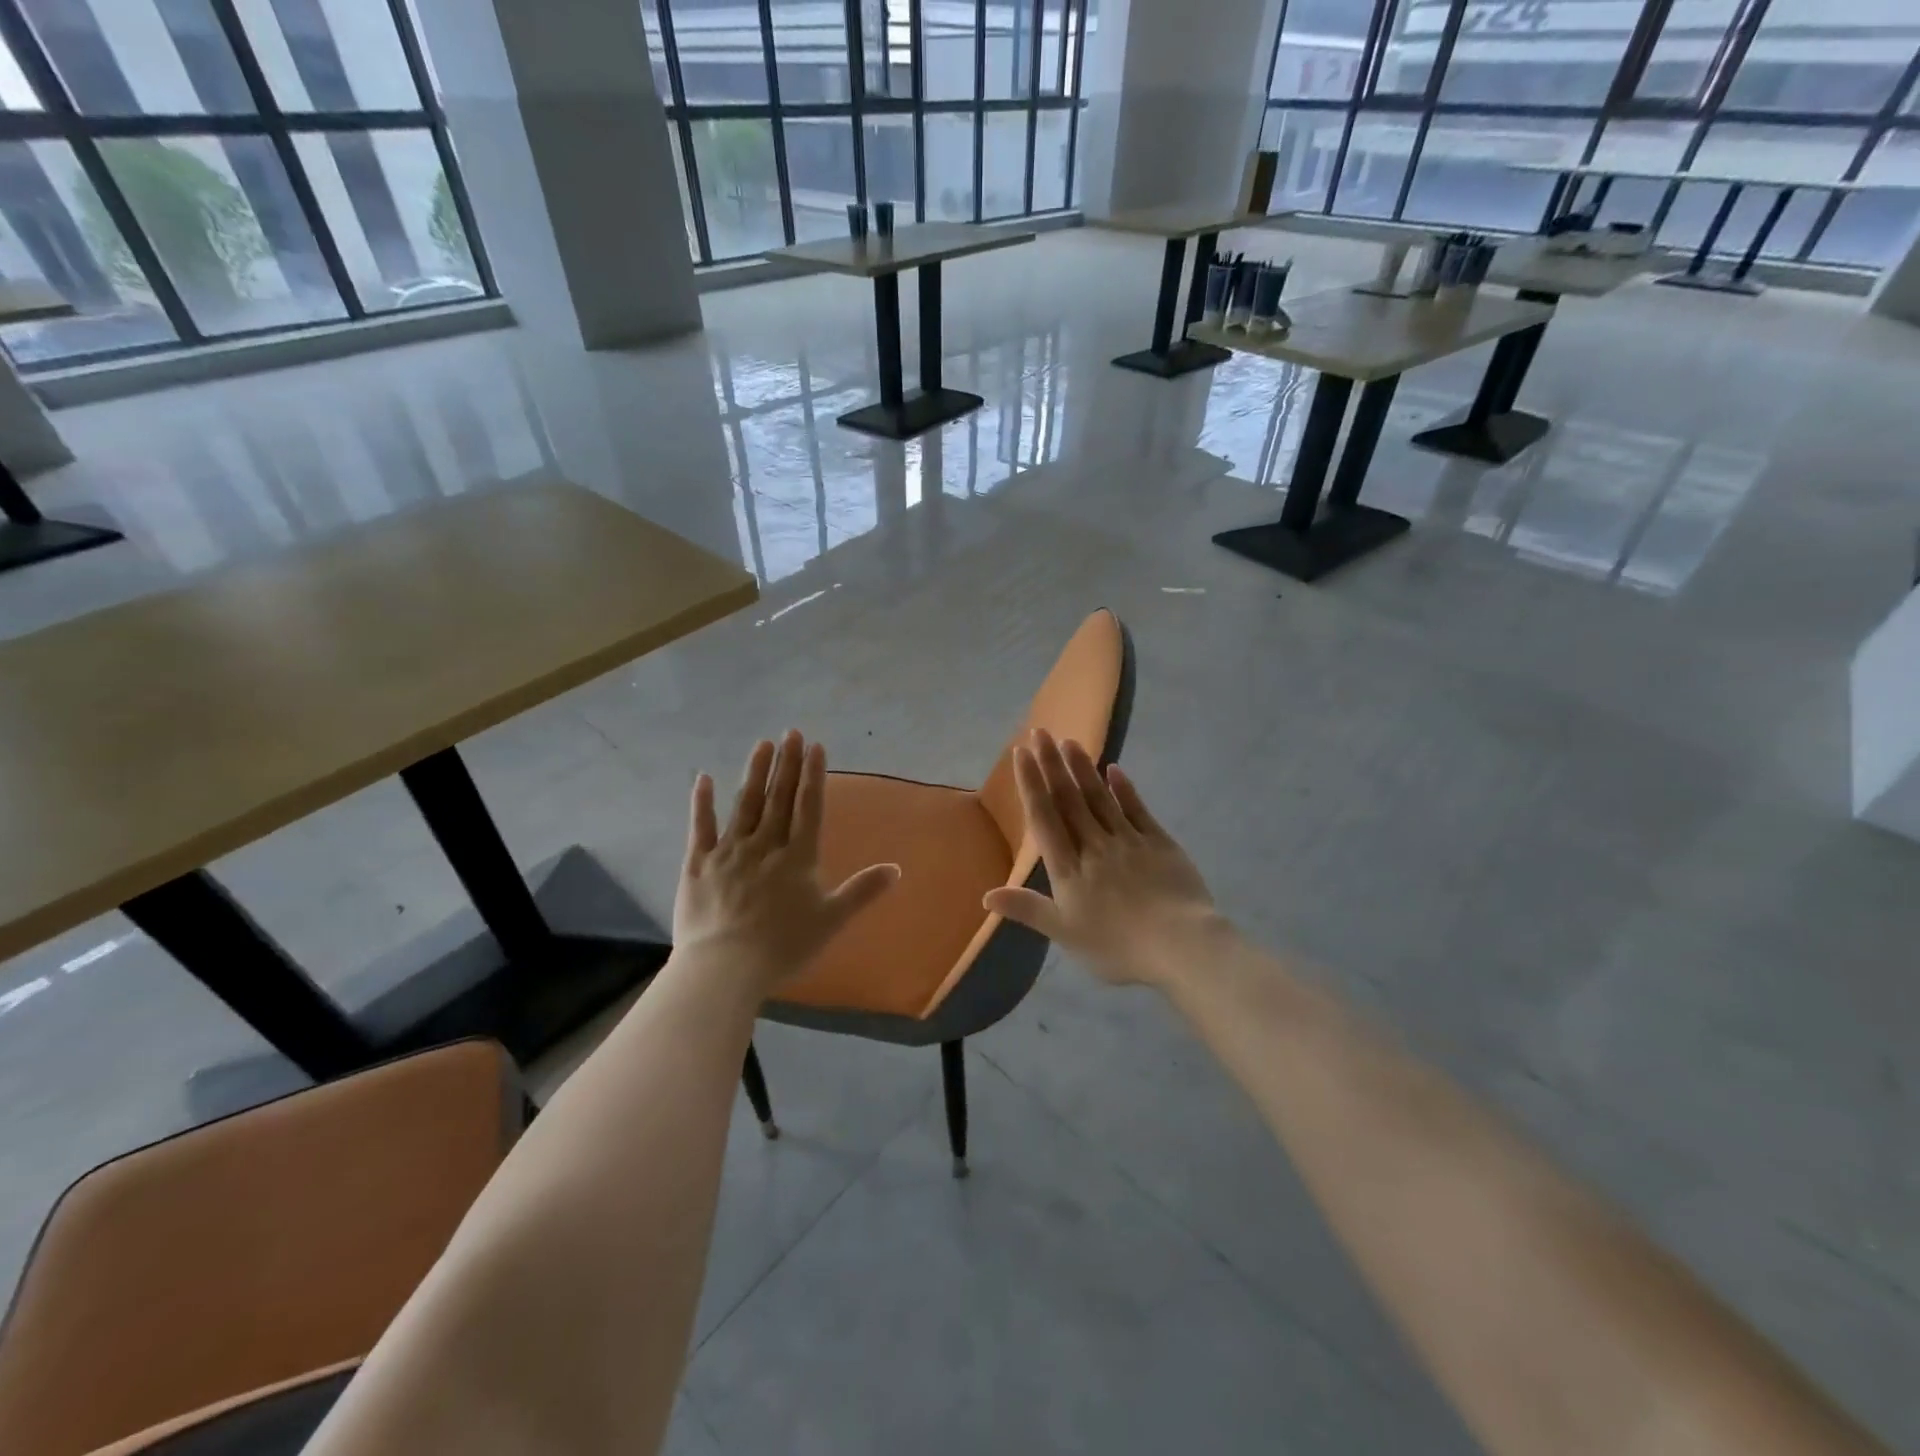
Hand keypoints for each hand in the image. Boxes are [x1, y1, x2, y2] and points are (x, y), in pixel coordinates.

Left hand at [674, 731, 900, 992]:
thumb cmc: (783, 946)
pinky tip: (703, 778)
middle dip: (787, 764)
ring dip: (755, 773)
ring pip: (745, 805)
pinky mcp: (698, 864)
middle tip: (791, 731)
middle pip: (778, 798)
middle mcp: (765, 845)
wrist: (724, 968)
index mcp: (797, 857)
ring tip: (763, 744)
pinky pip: (701, 828)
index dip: (813, 775)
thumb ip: (862, 891)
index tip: (815, 745)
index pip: (808, 807)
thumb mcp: (831, 920)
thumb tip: (896, 869)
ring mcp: (729, 851)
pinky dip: (702, 802)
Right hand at [983, 729, 1223, 990]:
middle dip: (1052, 765)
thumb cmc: (1118, 947)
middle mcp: (1094, 846)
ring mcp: (1128, 841)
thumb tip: (986, 895)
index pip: (1045, 818)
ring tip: (1069, 741)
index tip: (1021, 753)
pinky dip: (1124, 789)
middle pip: (1069, 800)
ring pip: (1100, 798)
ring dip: (1082, 769)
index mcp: (1069, 869)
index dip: (1032, 784)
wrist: (1181, 946)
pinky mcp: (1159, 843)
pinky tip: (1114, 769)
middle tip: (1040, 731)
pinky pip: (1137, 810)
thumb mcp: (1065, 934)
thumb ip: (1028, 909)